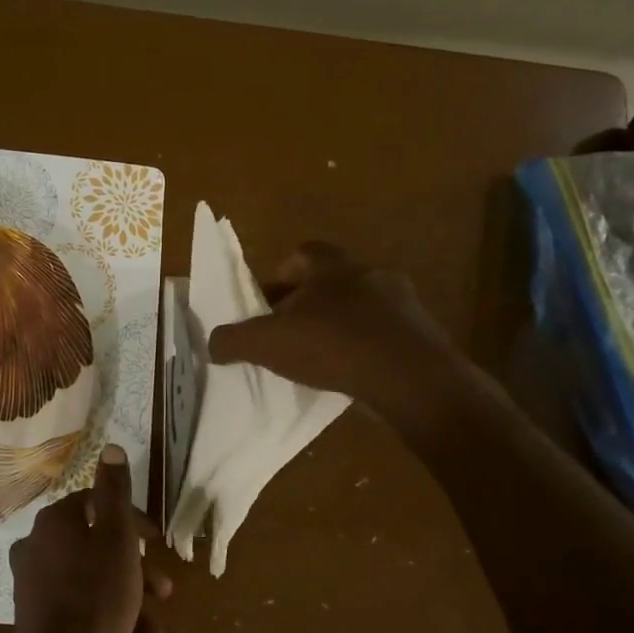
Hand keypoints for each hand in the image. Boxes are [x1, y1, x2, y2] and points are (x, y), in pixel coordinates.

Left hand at [10, 445, 170, 632]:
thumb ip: (116, 492)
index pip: (98, 505)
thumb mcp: (118, 538)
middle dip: (138, 573)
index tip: (158, 543)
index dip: (134, 522)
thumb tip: (110, 447)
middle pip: (98, 549)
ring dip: (131, 606)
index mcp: (54, 522)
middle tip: (165, 592)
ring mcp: (33, 585)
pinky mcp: (38, 619)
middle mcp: (36, 547)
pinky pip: (81, 611)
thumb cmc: (99, 595)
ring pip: (95, 585)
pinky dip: (110, 623)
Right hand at [207, 241, 464, 424]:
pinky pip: (381, 334)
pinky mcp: (420, 333)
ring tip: (317, 359)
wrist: (410, 377)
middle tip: (286, 334)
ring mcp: (401, 303)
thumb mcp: (267, 344)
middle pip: (329, 281)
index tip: (265, 305)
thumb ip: (234, 340)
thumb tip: (213, 343)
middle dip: (305, 304)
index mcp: (332, 265)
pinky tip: (350, 374)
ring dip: (336, 326)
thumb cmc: (332, 345)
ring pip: (358, 308)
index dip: (278, 277)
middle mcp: (370, 273)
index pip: (300, 254)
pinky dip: (362, 348)